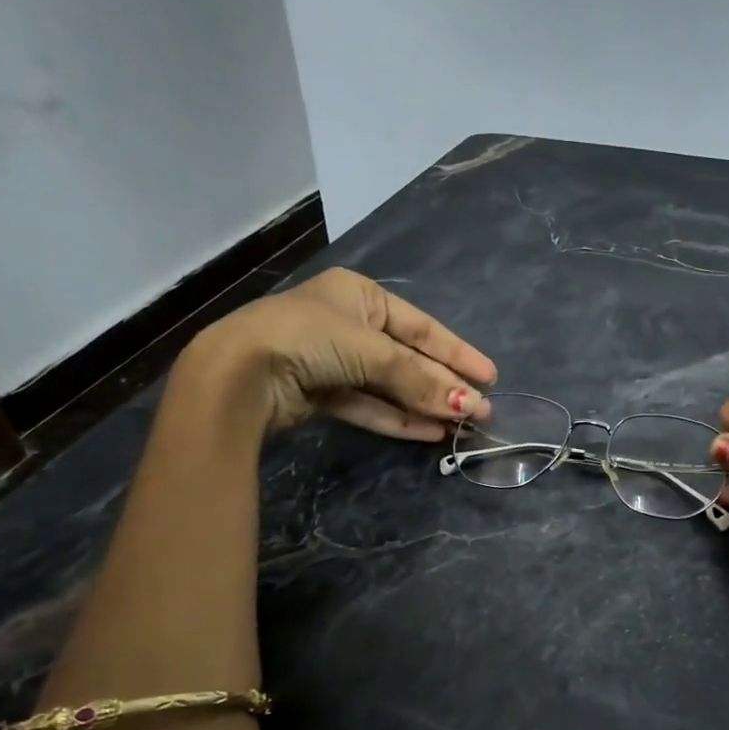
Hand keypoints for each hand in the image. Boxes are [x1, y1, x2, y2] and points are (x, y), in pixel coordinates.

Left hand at [183, 268, 496, 438]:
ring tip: (460, 426)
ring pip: (390, 385)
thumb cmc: (309, 339)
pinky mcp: (321, 394)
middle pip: (409, 358)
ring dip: (424, 406)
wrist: (239, 374)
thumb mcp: (371, 351)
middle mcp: (348, 324)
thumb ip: (419, 379)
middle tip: (482, 410)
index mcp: (360, 296)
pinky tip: (429, 433)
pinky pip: (369, 405)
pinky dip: (397, 419)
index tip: (490, 377)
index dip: (457, 353)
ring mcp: (333, 360)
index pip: (421, 327)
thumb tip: (469, 404)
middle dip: (444, 385)